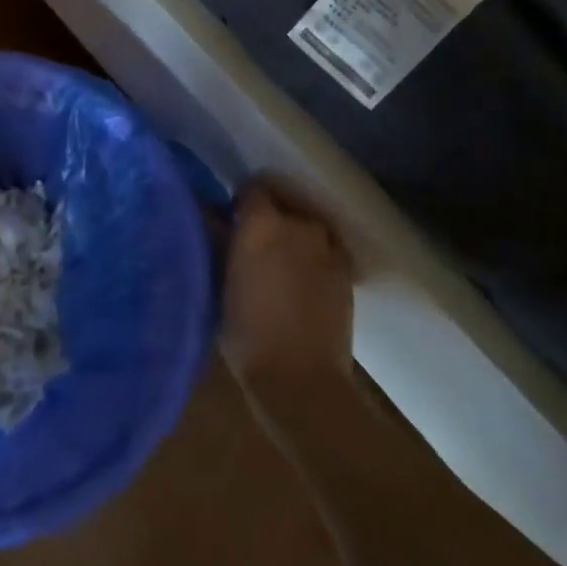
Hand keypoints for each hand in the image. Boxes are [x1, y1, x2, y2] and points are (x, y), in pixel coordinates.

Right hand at [219, 178, 355, 405]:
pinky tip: (306, 281)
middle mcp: (298, 224)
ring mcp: (327, 245)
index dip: (242, 202)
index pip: (253, 188)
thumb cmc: (246, 334)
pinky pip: (327, 248)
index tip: (233, 220)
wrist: (299, 378)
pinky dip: (316, 256)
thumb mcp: (219, 285)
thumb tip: (220, 224)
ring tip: (283, 265)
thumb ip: (222, 245)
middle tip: (255, 246)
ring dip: (294, 237)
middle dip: (269, 219)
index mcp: (261, 223)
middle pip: (283, 205)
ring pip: (307, 227)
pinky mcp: (347, 269)